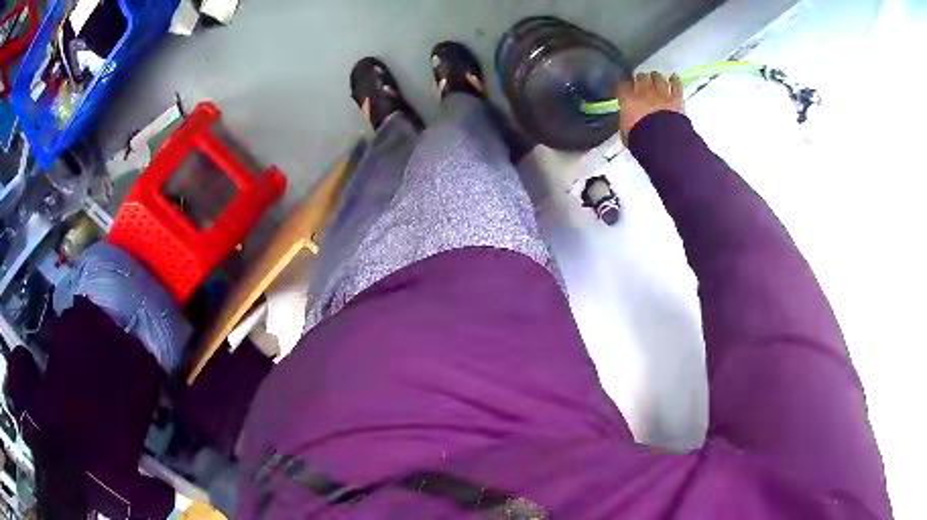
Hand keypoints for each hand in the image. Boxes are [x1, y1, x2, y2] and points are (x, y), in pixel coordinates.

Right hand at [617, 72, 682, 142]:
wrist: (661, 141)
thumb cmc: (639, 138)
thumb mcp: (625, 131)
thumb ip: (625, 121)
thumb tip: (626, 120)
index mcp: (628, 99)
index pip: (623, 86)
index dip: (624, 86)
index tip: (625, 88)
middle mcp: (644, 92)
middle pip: (641, 77)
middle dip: (641, 78)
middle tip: (641, 81)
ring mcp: (661, 94)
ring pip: (657, 78)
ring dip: (656, 76)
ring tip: (655, 77)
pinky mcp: (675, 98)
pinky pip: (676, 85)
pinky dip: (675, 80)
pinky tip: (674, 77)